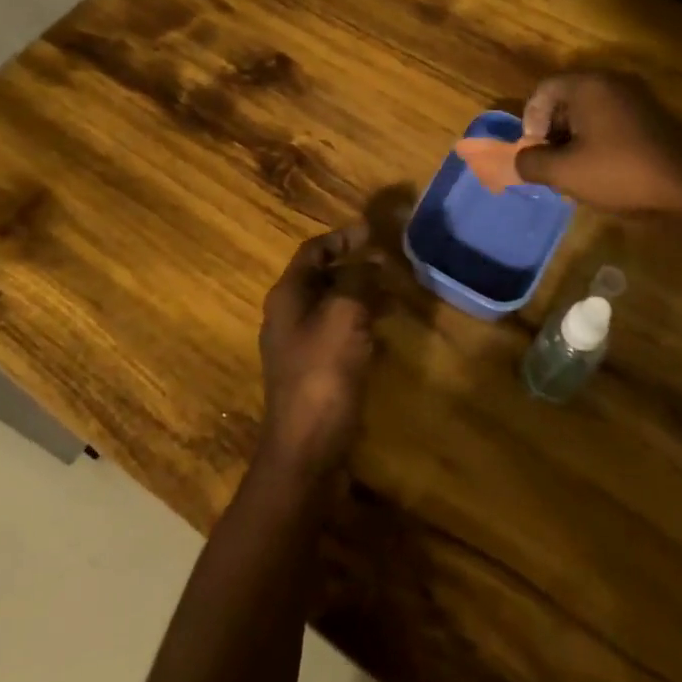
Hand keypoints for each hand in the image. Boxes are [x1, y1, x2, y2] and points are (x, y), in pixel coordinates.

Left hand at [256, 224, 384, 479]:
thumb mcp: (346, 314)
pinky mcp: (312, 372)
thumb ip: (359, 279)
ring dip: (361, 296)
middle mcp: (287, 315)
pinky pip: (337, 334)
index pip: (313, 250)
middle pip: (322, 277)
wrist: (307, 449)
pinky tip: (382, 335)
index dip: (342, 237)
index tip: (372, 232)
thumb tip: (371, 260)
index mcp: (288, 295)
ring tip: (393, 296)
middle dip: (356, 267)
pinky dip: (359, 325)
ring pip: (332, 306)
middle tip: (390, 265)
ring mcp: (297, 346)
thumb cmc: (324, 372)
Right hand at [514, 70, 681, 221]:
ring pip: (588, 113)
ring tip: (574, 173)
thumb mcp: (565, 173)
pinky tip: (600, 171)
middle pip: (566, 100)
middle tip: (551, 164)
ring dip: (574, 139)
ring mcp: (635, 99)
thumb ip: (532, 162)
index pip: (543, 90)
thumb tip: (520, 159)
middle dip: (552, 132)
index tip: (534, 151)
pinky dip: (597, 141)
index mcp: (588, 86)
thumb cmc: (620, 173)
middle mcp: (611, 83)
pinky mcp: (650, 117)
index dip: (531, 121)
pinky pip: (611, 121)